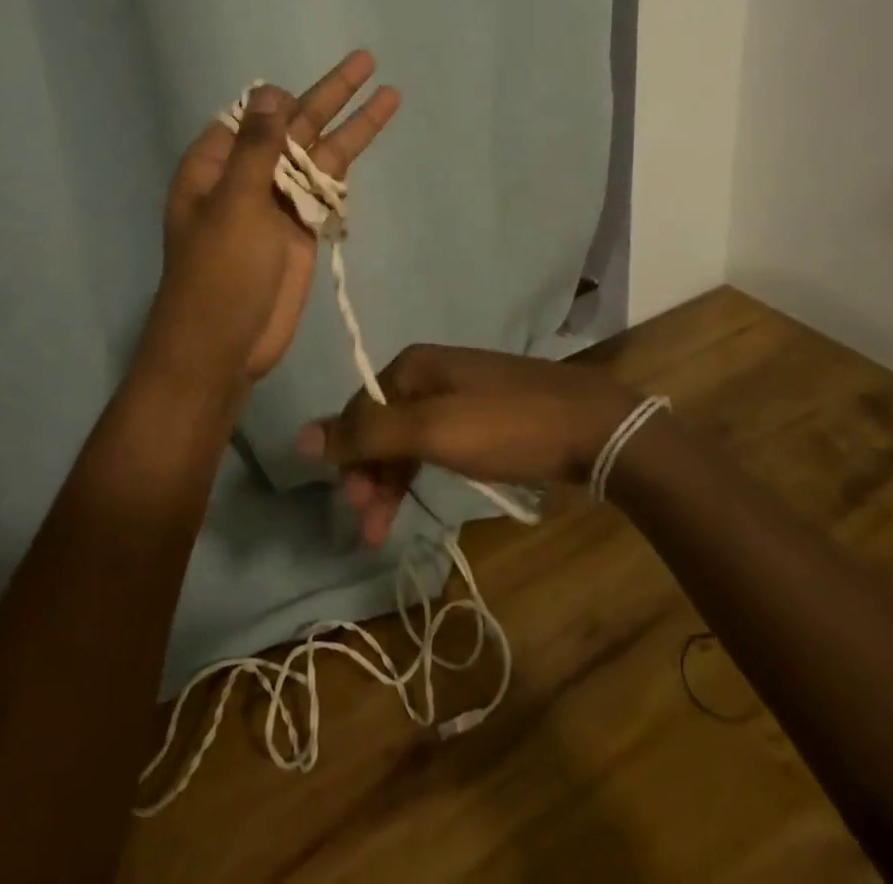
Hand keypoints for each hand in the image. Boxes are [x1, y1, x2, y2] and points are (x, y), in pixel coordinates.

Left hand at [137, 51, 399, 397]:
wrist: (225, 346)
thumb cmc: (219, 273)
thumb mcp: (234, 205)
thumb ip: (257, 148)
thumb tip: (271, 92)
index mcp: (216, 165)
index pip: (250, 115)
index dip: (278, 100)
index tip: (300, 99)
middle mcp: (248, 175)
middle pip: (294, 126)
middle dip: (330, 94)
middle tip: (366, 61)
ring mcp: (278, 201)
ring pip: (319, 153)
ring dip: (351, 123)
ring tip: (388, 92)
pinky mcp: (302, 227)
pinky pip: (328, 187)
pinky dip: (349, 167)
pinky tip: (369, 142)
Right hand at [294, 345, 643, 543]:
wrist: (594, 426)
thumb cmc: (508, 427)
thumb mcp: (433, 431)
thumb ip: (368, 433)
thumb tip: (299, 436)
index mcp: (414, 365)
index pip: (360, 409)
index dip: (349, 457)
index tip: (354, 506)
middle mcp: (432, 372)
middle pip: (383, 424)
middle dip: (371, 474)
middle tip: (371, 527)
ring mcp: (460, 392)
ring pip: (410, 436)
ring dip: (393, 478)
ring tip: (387, 528)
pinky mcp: (485, 414)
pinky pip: (438, 440)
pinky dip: (422, 468)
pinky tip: (420, 493)